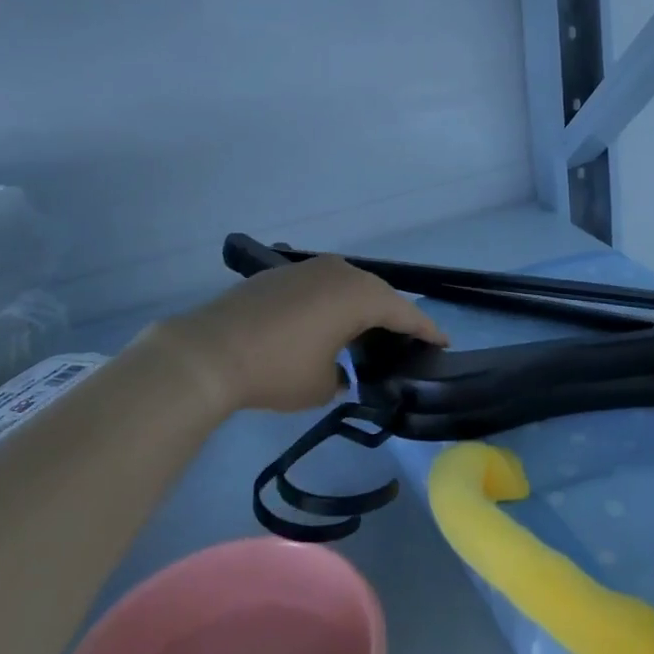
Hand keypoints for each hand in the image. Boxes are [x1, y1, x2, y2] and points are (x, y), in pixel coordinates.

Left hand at [153, 256, 447, 414]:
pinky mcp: (282, 273)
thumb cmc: (278, 369)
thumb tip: (338, 370)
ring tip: (367, 332)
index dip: (427, 330)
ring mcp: (309, 268)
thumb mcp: (321, 386)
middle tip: (406, 340)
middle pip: (379, 294)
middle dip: (394, 317)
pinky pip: (322, 285)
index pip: (405, 313)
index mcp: (360, 295)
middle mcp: (340, 272)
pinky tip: (325, 323)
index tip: (443, 343)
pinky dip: (332, 303)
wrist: (211, 351)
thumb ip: (343, 376)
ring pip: (349, 285)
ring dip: (361, 306)